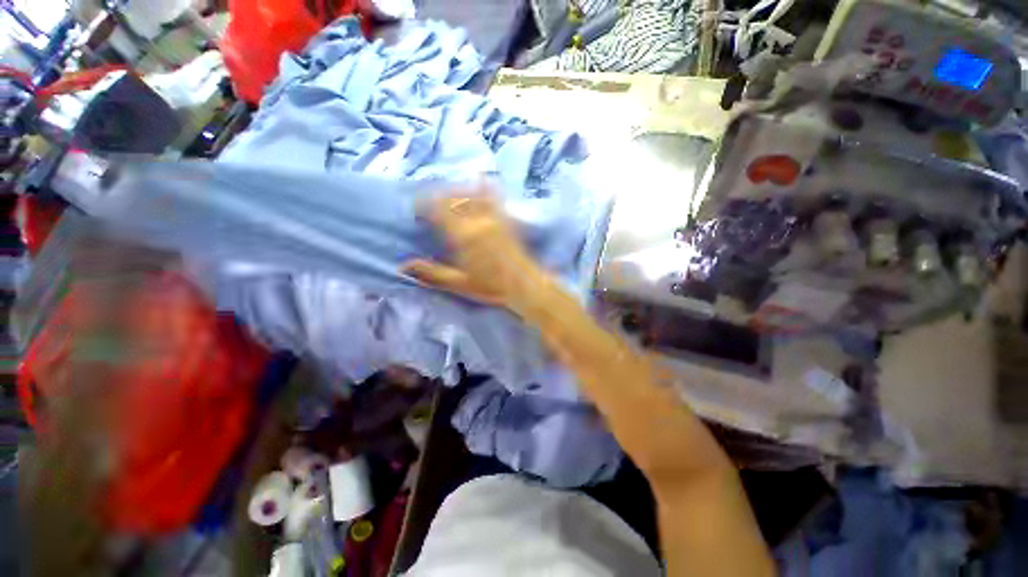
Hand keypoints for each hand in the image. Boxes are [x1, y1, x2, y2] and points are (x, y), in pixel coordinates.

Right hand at [402, 187, 545, 310]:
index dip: (424, 205)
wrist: (523, 285)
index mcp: (463, 237)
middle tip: (430, 204)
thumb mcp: (459, 283)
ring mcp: (493, 218)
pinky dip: (485, 187)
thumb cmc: (491, 287)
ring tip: (449, 195)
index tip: (418, 211)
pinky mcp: (505, 219)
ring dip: (457, 190)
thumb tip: (402, 266)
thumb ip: (432, 273)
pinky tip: (480, 180)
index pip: (437, 209)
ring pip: (471, 193)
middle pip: (453, 197)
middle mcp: (477, 221)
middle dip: (438, 196)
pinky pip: (494, 197)